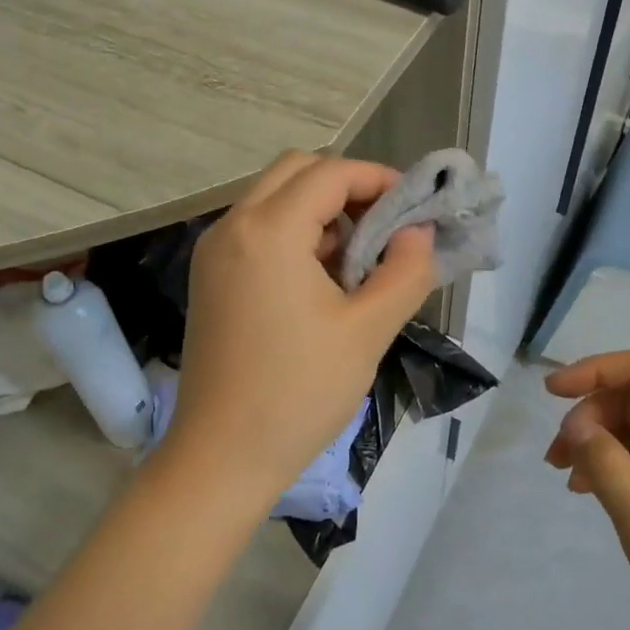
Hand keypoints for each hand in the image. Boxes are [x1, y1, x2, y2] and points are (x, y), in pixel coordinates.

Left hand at [160, 152, 437, 504]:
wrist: (221, 457)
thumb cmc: (298, 394)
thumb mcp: (367, 331)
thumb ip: (405, 271)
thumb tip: (419, 232)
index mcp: (268, 231)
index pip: (330, 173)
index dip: (378, 179)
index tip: (415, 208)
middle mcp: (232, 227)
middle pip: (296, 172)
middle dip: (347, 188)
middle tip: (385, 228)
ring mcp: (214, 252)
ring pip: (274, 200)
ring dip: (320, 213)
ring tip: (358, 262)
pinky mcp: (210, 278)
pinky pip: (257, 231)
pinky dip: (294, 236)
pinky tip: (321, 282)